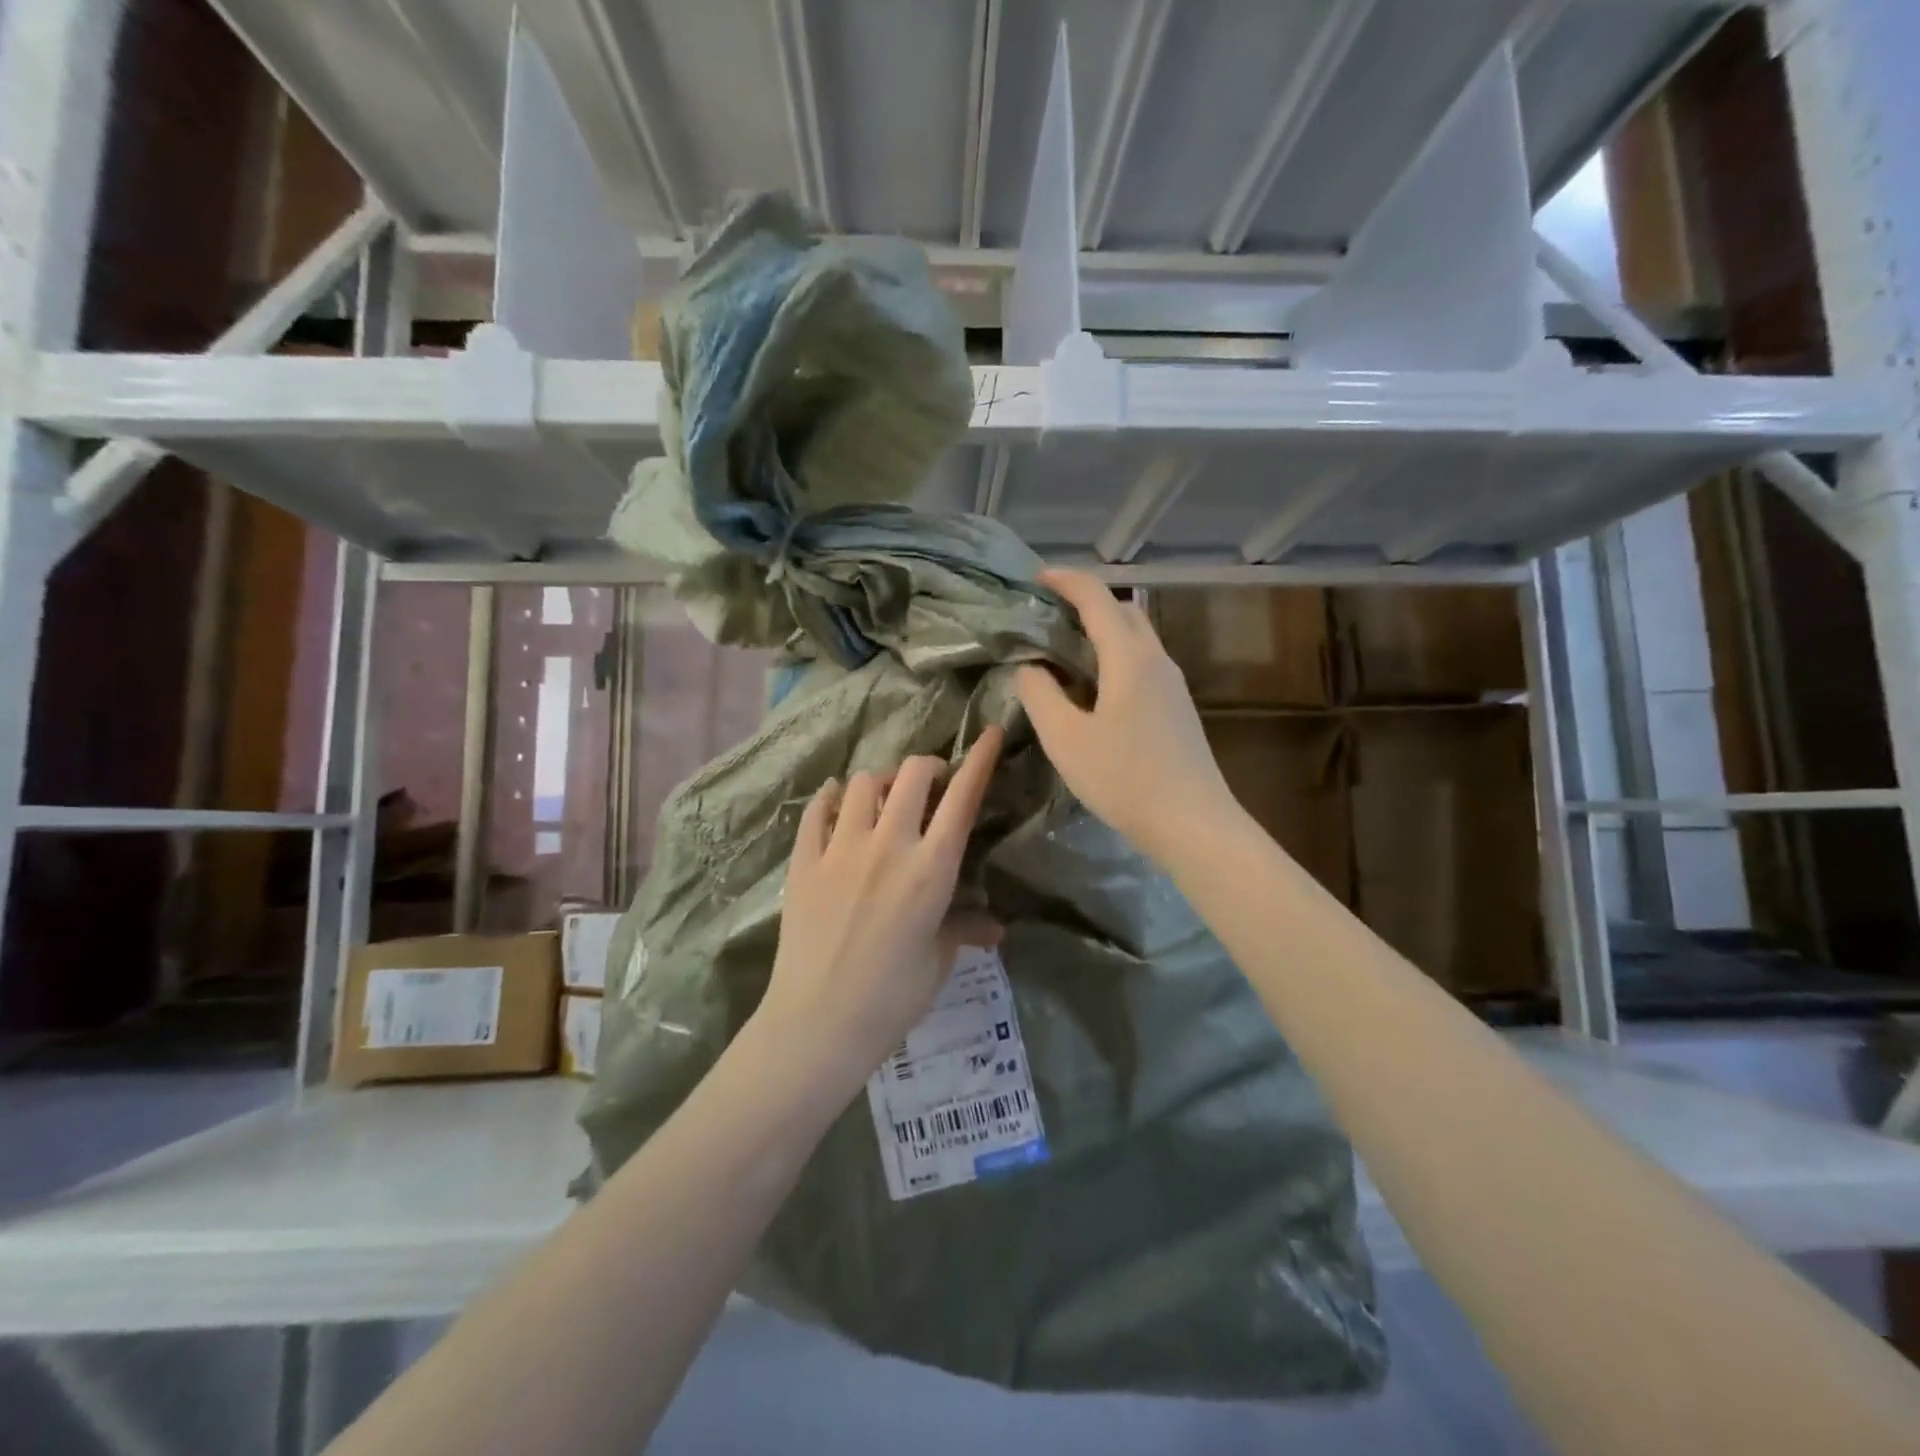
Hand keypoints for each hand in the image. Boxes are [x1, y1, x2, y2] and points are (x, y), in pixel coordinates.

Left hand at [754, 727, 1005, 1094]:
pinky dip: (831, 798)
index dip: (980, 759)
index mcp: (931, 868)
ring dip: (881, 783)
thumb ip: (963, 928)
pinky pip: (817, 810)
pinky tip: (836, 802)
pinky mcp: (804, 861)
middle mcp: (888, 844)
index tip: (990, 732)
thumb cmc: (892, 998)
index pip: (962, 797)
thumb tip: (995, 928)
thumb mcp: (937, 959)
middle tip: (931, 783)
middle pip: (911, 775)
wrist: (818, 1024)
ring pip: (863, 783)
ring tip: (885, 800)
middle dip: (927, 767)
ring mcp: (840, 849)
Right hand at [1015, 568, 1237, 866]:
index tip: (1035, 579)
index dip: (1065, 580)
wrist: (1193, 823)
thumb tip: (1029, 667)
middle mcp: (1156, 659)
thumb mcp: (1066, 739)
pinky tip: (1093, 686)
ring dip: (1101, 629)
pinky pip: (1141, 662)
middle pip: (1122, 610)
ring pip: (1135, 637)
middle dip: (1085, 600)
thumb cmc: (1125, 778)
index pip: (1096, 597)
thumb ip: (1039, 694)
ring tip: (1064, 648)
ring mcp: (1172, 684)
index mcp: (1129, 657)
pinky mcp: (1176, 707)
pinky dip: (1113, 655)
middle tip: (1046, 614)